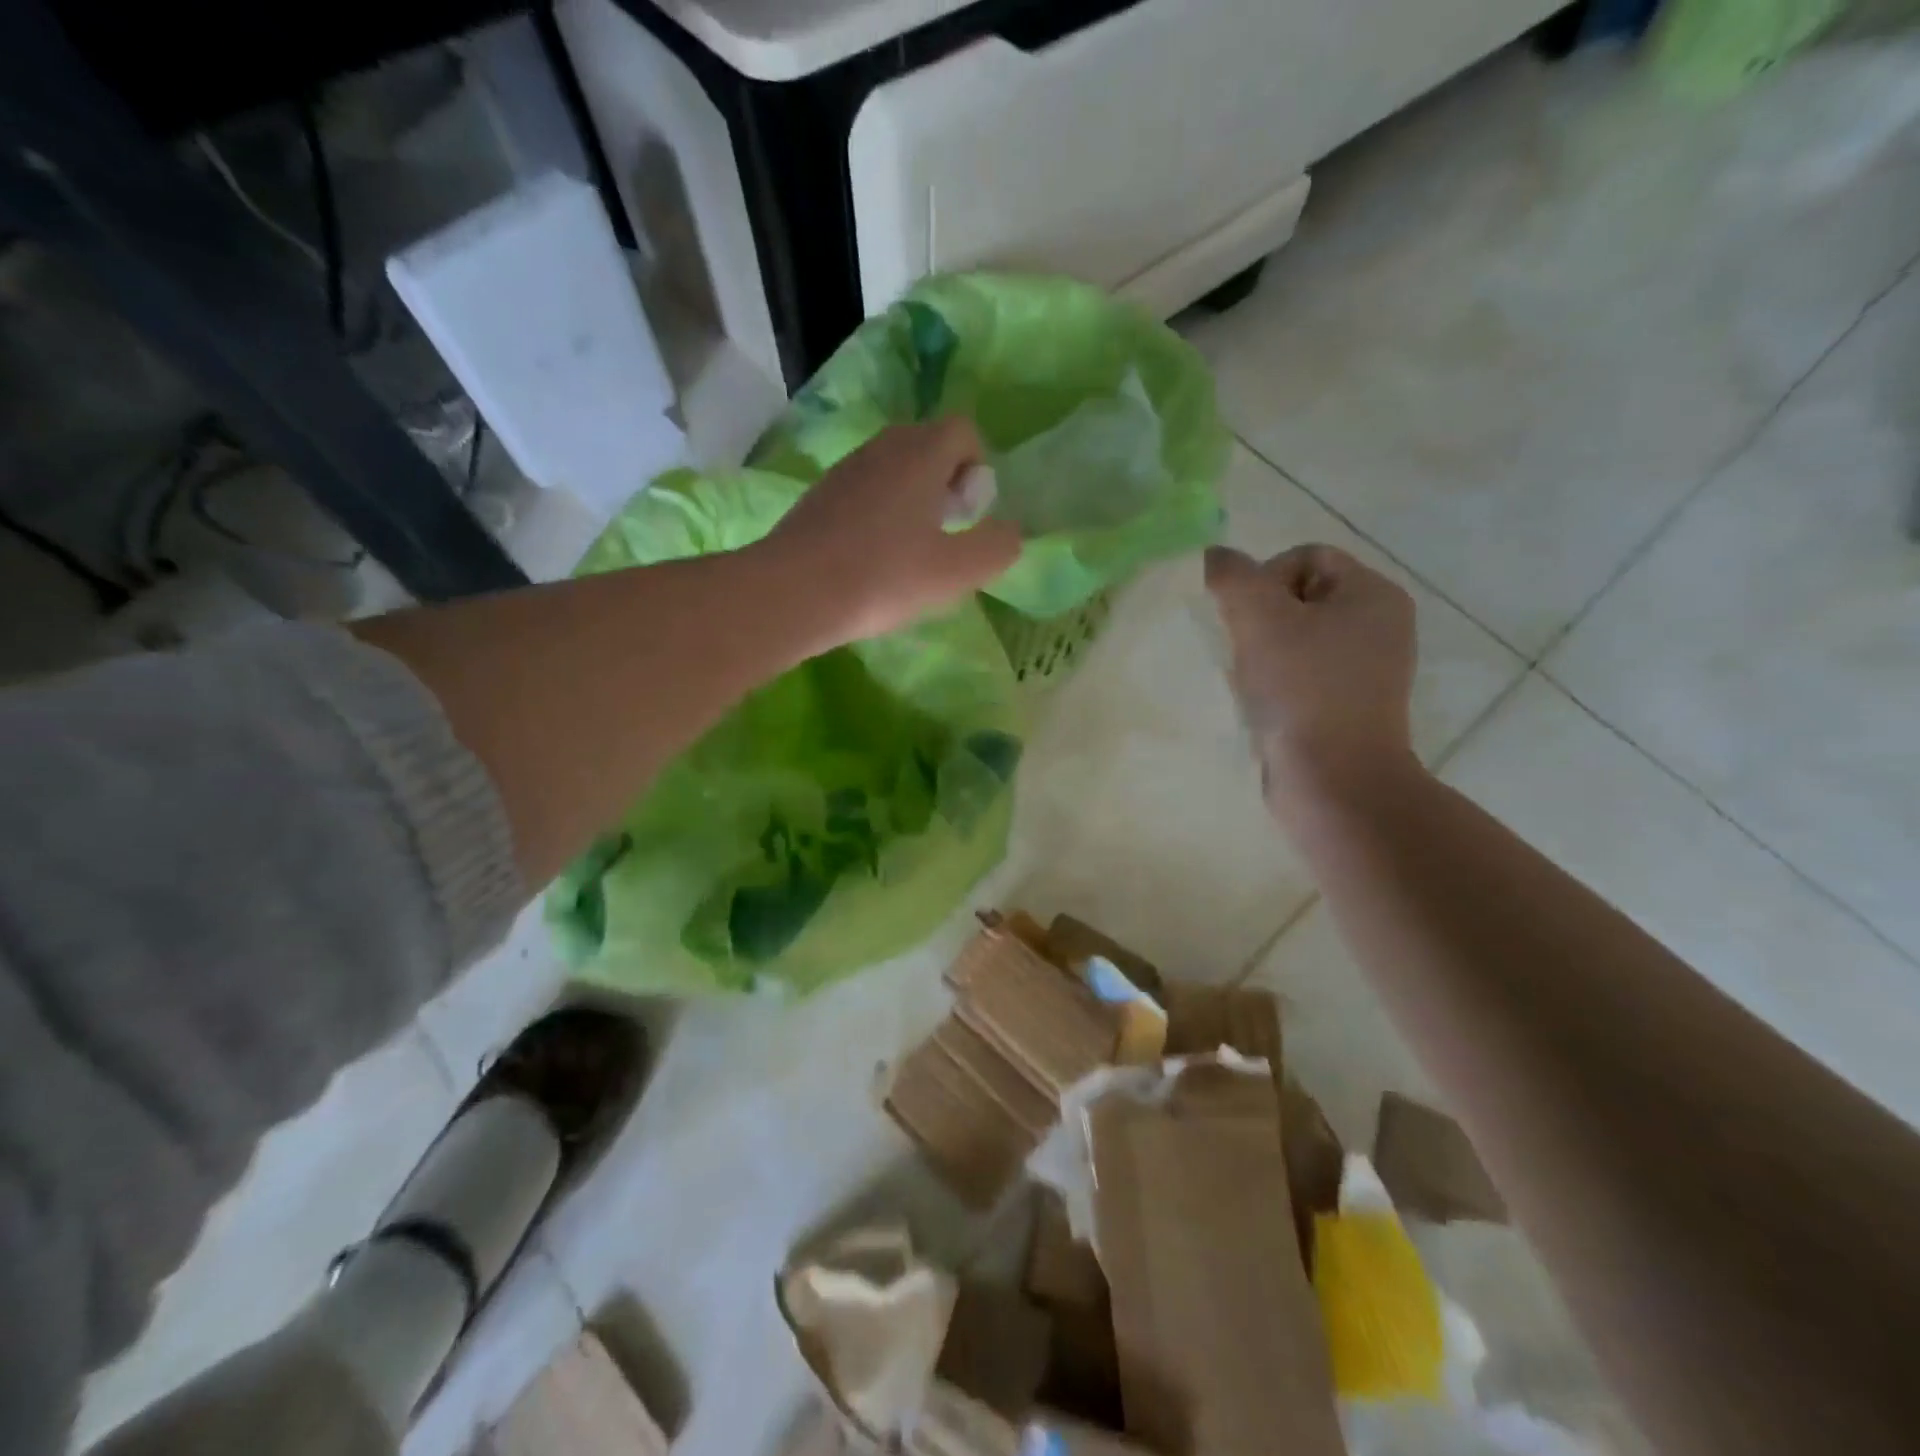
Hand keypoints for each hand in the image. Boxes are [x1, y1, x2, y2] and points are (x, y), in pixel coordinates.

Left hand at [763, 418, 1021, 644]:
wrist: (793, 593)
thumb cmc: (883, 577)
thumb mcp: (956, 571)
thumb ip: (996, 547)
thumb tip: (1011, 533)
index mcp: (920, 454)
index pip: (963, 430)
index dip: (977, 467)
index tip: (970, 514)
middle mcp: (882, 449)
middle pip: (927, 445)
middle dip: (946, 481)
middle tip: (946, 531)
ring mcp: (845, 470)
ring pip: (893, 468)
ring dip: (912, 499)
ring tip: (910, 550)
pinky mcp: (819, 497)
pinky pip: (863, 491)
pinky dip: (878, 513)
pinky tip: (873, 558)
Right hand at [1205, 543, 1419, 809]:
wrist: (1334, 781)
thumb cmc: (1303, 690)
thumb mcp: (1260, 619)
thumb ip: (1232, 576)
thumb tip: (1214, 557)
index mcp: (1373, 594)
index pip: (1306, 556)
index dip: (1264, 579)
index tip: (1246, 621)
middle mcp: (1380, 626)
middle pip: (1300, 597)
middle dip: (1261, 619)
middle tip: (1246, 652)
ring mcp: (1367, 670)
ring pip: (1297, 639)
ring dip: (1263, 653)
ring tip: (1253, 682)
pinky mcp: (1349, 707)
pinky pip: (1303, 675)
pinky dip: (1277, 683)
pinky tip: (1263, 705)